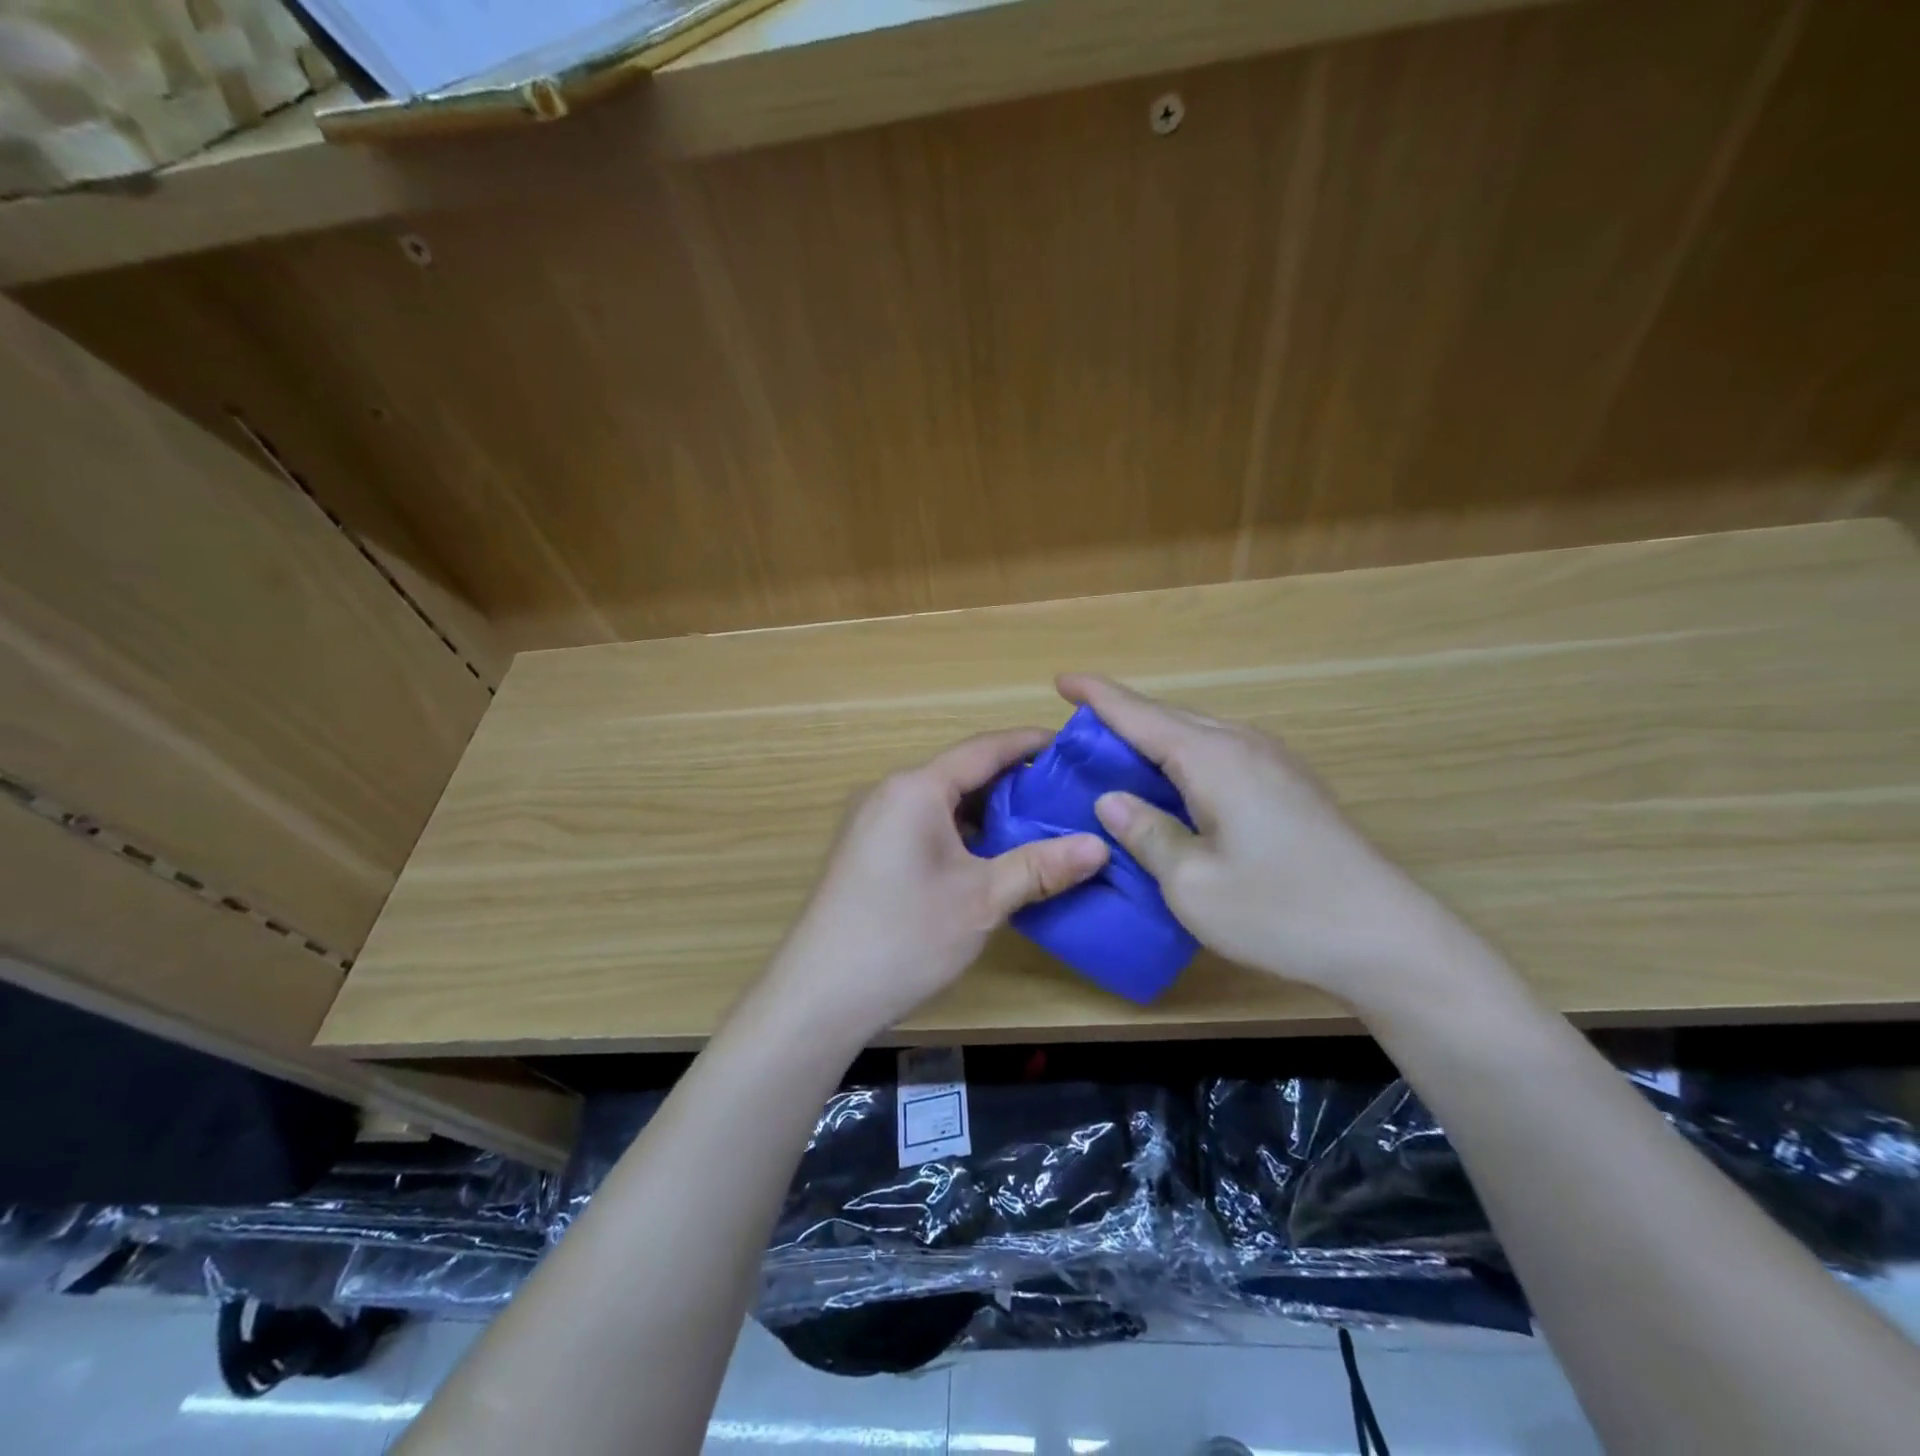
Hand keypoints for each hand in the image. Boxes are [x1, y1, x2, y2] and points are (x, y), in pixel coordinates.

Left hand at [763, 728, 1108, 1043]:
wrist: (818, 996)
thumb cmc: (904, 937)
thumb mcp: (982, 900)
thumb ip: (1040, 867)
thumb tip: (1100, 845)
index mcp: (916, 789)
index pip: (984, 749)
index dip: (1030, 744)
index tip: (1072, 747)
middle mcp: (890, 794)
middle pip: (962, 774)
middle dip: (1014, 783)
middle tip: (1067, 797)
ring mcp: (872, 823)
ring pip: (943, 804)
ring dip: (988, 813)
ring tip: (1040, 827)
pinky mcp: (866, 852)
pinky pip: (923, 826)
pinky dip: (961, 834)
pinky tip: (990, 859)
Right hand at [1060, 673, 1471, 1011]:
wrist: (1387, 938)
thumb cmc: (1280, 911)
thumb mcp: (1192, 883)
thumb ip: (1146, 834)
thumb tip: (1111, 799)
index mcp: (1214, 760)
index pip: (1141, 715)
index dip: (1098, 696)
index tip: (1062, 680)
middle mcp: (1245, 746)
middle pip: (1171, 719)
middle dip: (1123, 717)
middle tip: (1080, 730)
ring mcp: (1275, 764)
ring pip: (1199, 736)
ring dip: (1156, 740)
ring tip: (1120, 756)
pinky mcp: (1291, 787)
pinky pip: (1222, 755)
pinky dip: (1185, 760)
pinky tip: (1176, 787)